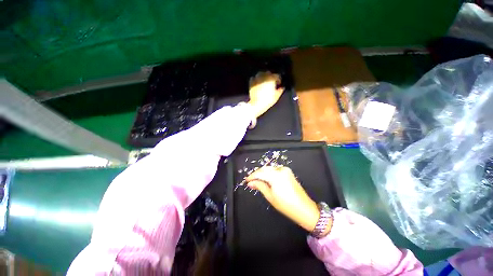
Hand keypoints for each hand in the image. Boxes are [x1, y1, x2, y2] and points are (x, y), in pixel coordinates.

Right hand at [246, 166, 319, 231]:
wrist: (304, 208)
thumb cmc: (286, 205)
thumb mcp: (270, 196)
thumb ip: (260, 186)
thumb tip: (250, 183)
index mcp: (276, 176)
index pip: (260, 173)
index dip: (252, 176)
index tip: (246, 180)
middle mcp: (281, 170)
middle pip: (265, 169)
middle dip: (257, 174)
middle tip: (251, 180)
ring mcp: (285, 170)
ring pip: (270, 168)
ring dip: (263, 173)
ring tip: (257, 180)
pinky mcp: (288, 172)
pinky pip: (275, 170)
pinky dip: (269, 173)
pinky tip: (266, 178)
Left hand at [248, 72, 283, 118]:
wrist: (257, 104)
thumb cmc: (268, 100)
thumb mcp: (276, 96)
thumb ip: (280, 90)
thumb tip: (282, 88)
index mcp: (271, 79)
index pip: (277, 76)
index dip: (278, 79)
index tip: (278, 83)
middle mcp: (264, 77)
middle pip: (268, 73)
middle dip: (270, 76)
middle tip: (271, 82)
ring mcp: (257, 79)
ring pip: (260, 74)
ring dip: (263, 76)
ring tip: (264, 82)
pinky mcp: (251, 83)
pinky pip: (253, 78)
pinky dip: (256, 79)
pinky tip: (257, 83)